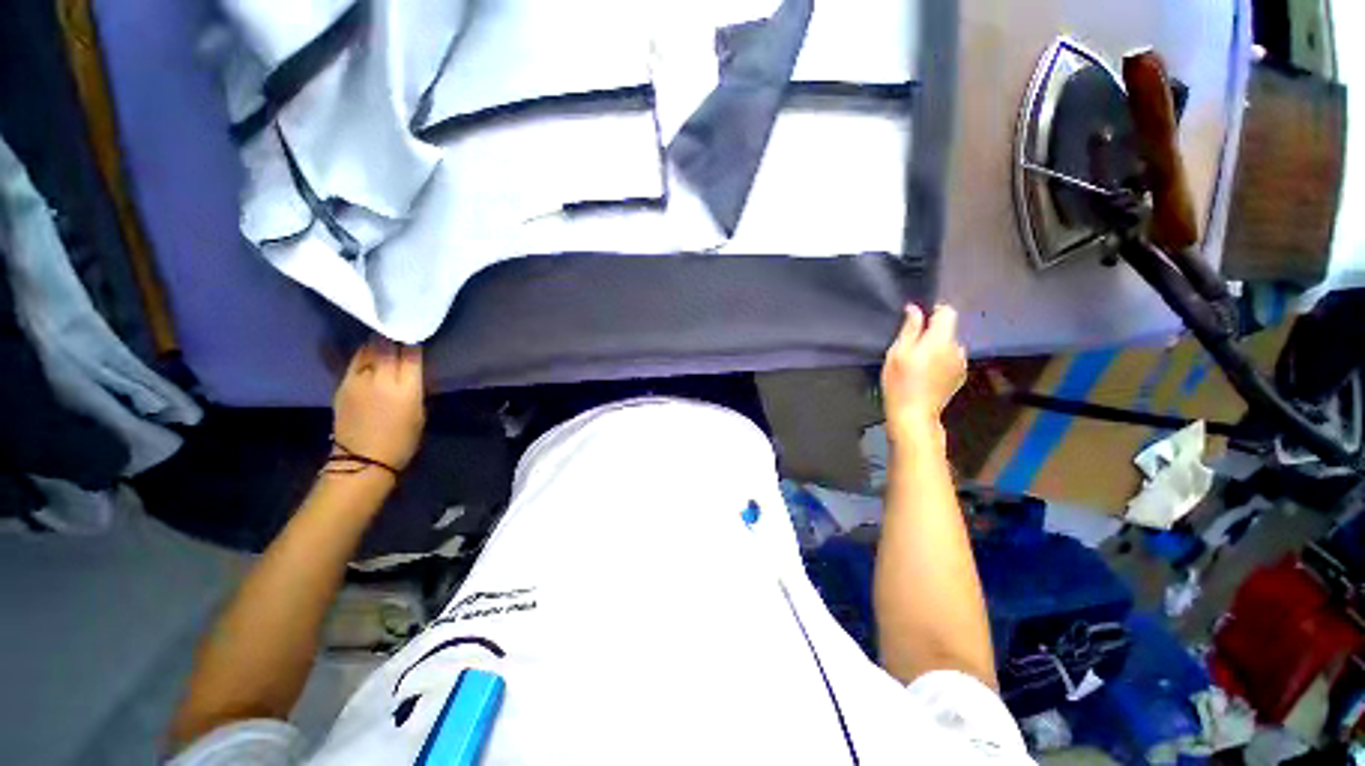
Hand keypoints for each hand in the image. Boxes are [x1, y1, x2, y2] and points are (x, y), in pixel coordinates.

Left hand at [332, 337, 425, 470]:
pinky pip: (355, 361)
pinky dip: (364, 354)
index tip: (417, 334)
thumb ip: (413, 385)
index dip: (413, 341)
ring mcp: (357, 380)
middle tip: (399, 329)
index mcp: (406, 387)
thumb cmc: (401, 440)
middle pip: (386, 345)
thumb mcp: (419, 411)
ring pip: (367, 349)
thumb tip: (411, 367)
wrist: (362, 460)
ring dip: (377, 342)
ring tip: (384, 338)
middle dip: (393, 335)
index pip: (411, 353)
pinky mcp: (342, 385)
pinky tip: (369, 354)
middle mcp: (381, 378)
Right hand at [881, 304, 966, 443]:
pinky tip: (927, 374)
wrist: (914, 414)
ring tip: (918, 363)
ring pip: (950, 346)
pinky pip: (952, 360)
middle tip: (911, 347)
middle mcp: (957, 348)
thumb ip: (909, 329)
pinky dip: (941, 361)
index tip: (917, 321)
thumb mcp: (897, 352)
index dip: (933, 311)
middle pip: (948, 330)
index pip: (948, 312)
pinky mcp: (960, 377)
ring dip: (937, 348)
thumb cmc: (900, 382)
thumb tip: (915, 309)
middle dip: (932, 333)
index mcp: (941, 339)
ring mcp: (961, 364)